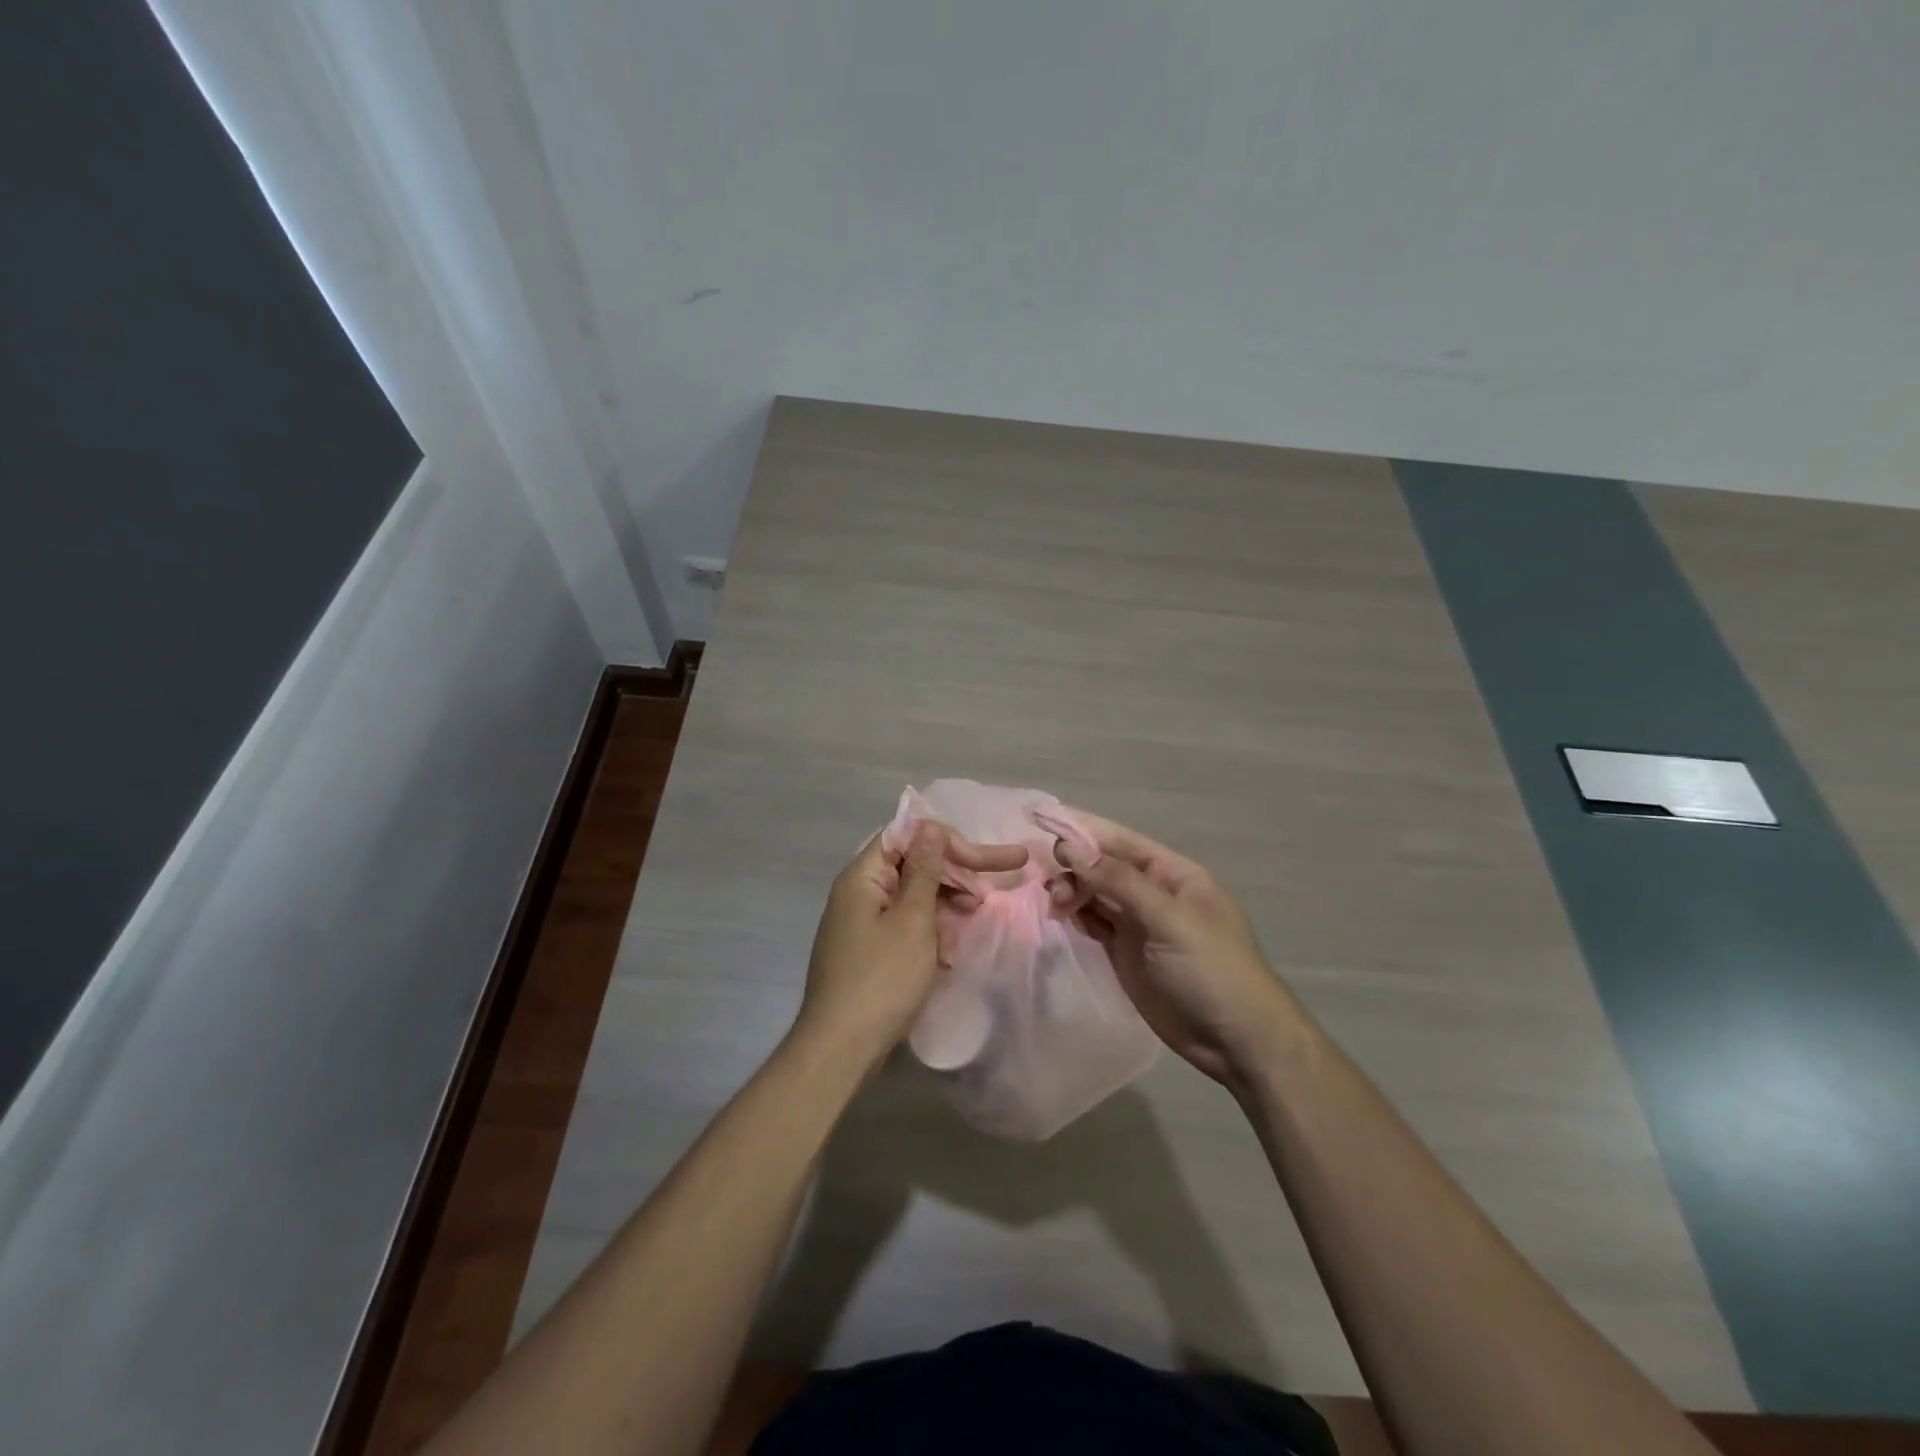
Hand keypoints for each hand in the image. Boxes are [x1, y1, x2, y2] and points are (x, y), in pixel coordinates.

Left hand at [794, 822, 1027, 1067]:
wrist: (841, 1050)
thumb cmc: (881, 979)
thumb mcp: (913, 920)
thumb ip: (925, 871)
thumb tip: (930, 825)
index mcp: (863, 876)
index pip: (907, 837)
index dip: (947, 842)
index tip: (983, 859)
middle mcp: (860, 892)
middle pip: (913, 866)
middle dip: (955, 875)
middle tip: (996, 886)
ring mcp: (863, 924)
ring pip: (914, 899)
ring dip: (946, 906)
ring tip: (977, 916)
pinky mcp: (871, 951)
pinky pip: (907, 927)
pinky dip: (931, 933)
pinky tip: (950, 951)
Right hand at [1053, 811, 1299, 1086]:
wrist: (1236, 1042)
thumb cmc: (1211, 969)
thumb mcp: (1169, 919)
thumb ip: (1119, 882)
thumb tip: (1070, 847)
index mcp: (1172, 874)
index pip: (1122, 841)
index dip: (1084, 829)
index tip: (1042, 821)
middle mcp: (1153, 892)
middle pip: (1104, 866)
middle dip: (1074, 865)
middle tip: (1048, 882)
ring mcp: (1138, 924)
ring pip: (1095, 894)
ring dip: (1071, 890)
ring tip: (1054, 902)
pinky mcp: (1125, 952)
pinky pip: (1094, 922)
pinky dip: (1075, 915)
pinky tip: (1060, 915)